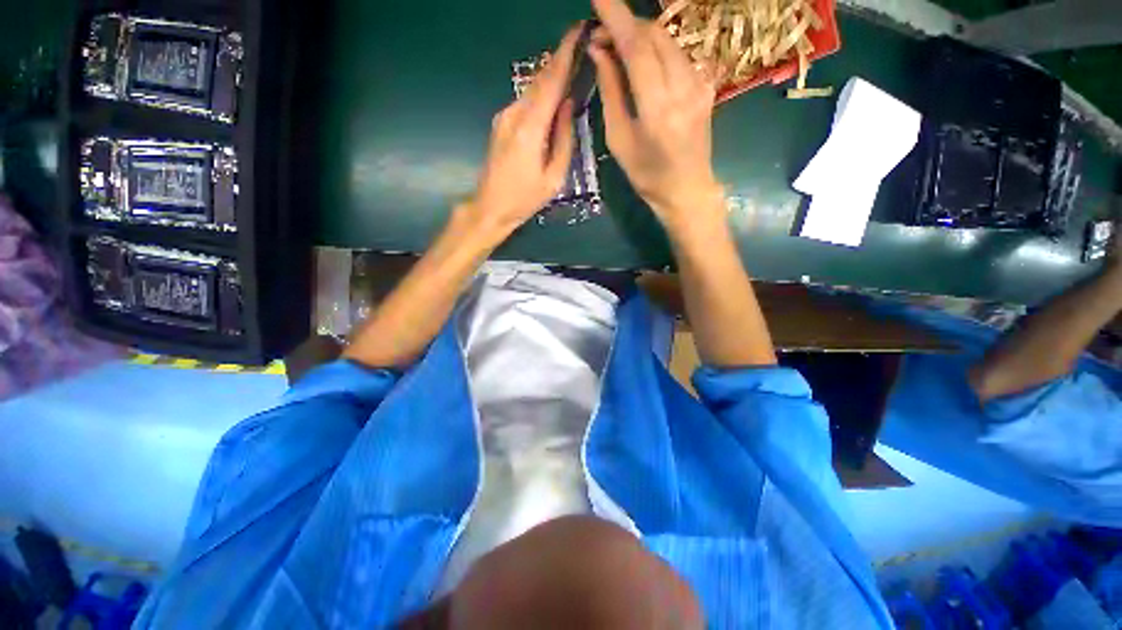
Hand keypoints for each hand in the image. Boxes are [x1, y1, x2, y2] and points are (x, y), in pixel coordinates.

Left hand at [463, 28, 580, 238]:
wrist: (490, 207)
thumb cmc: (525, 199)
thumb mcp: (554, 178)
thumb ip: (564, 140)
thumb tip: (569, 106)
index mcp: (530, 128)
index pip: (551, 81)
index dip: (566, 53)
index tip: (580, 31)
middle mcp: (514, 113)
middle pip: (541, 79)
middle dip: (561, 60)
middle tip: (582, 46)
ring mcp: (504, 116)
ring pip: (532, 89)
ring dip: (552, 78)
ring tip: (572, 70)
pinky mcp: (500, 123)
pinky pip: (525, 102)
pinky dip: (541, 95)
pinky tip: (552, 98)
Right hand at [589, 0, 723, 232]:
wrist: (687, 189)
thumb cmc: (647, 175)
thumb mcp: (619, 139)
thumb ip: (611, 91)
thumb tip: (600, 51)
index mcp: (657, 108)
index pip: (637, 48)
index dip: (617, 18)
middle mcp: (683, 87)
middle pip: (654, 36)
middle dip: (626, 26)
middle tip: (602, 35)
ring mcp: (700, 84)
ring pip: (668, 41)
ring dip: (641, 37)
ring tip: (619, 48)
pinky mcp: (706, 85)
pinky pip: (678, 55)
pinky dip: (657, 50)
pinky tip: (644, 63)